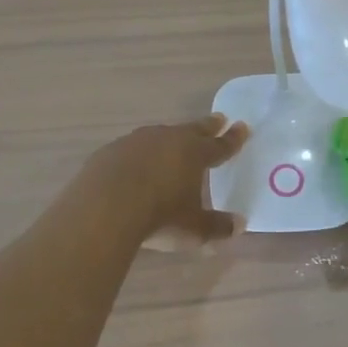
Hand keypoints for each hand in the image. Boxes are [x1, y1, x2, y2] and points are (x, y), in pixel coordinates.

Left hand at [83, 115, 249, 246]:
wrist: (105, 207)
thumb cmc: (159, 216)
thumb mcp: (194, 229)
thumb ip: (217, 226)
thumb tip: (239, 225)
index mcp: (195, 153)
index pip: (220, 145)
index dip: (233, 138)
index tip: (243, 127)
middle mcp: (169, 139)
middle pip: (193, 129)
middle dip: (208, 125)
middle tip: (219, 118)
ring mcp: (138, 141)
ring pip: (162, 134)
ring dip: (172, 137)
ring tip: (175, 140)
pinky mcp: (112, 150)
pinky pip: (133, 147)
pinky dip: (141, 152)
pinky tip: (136, 162)